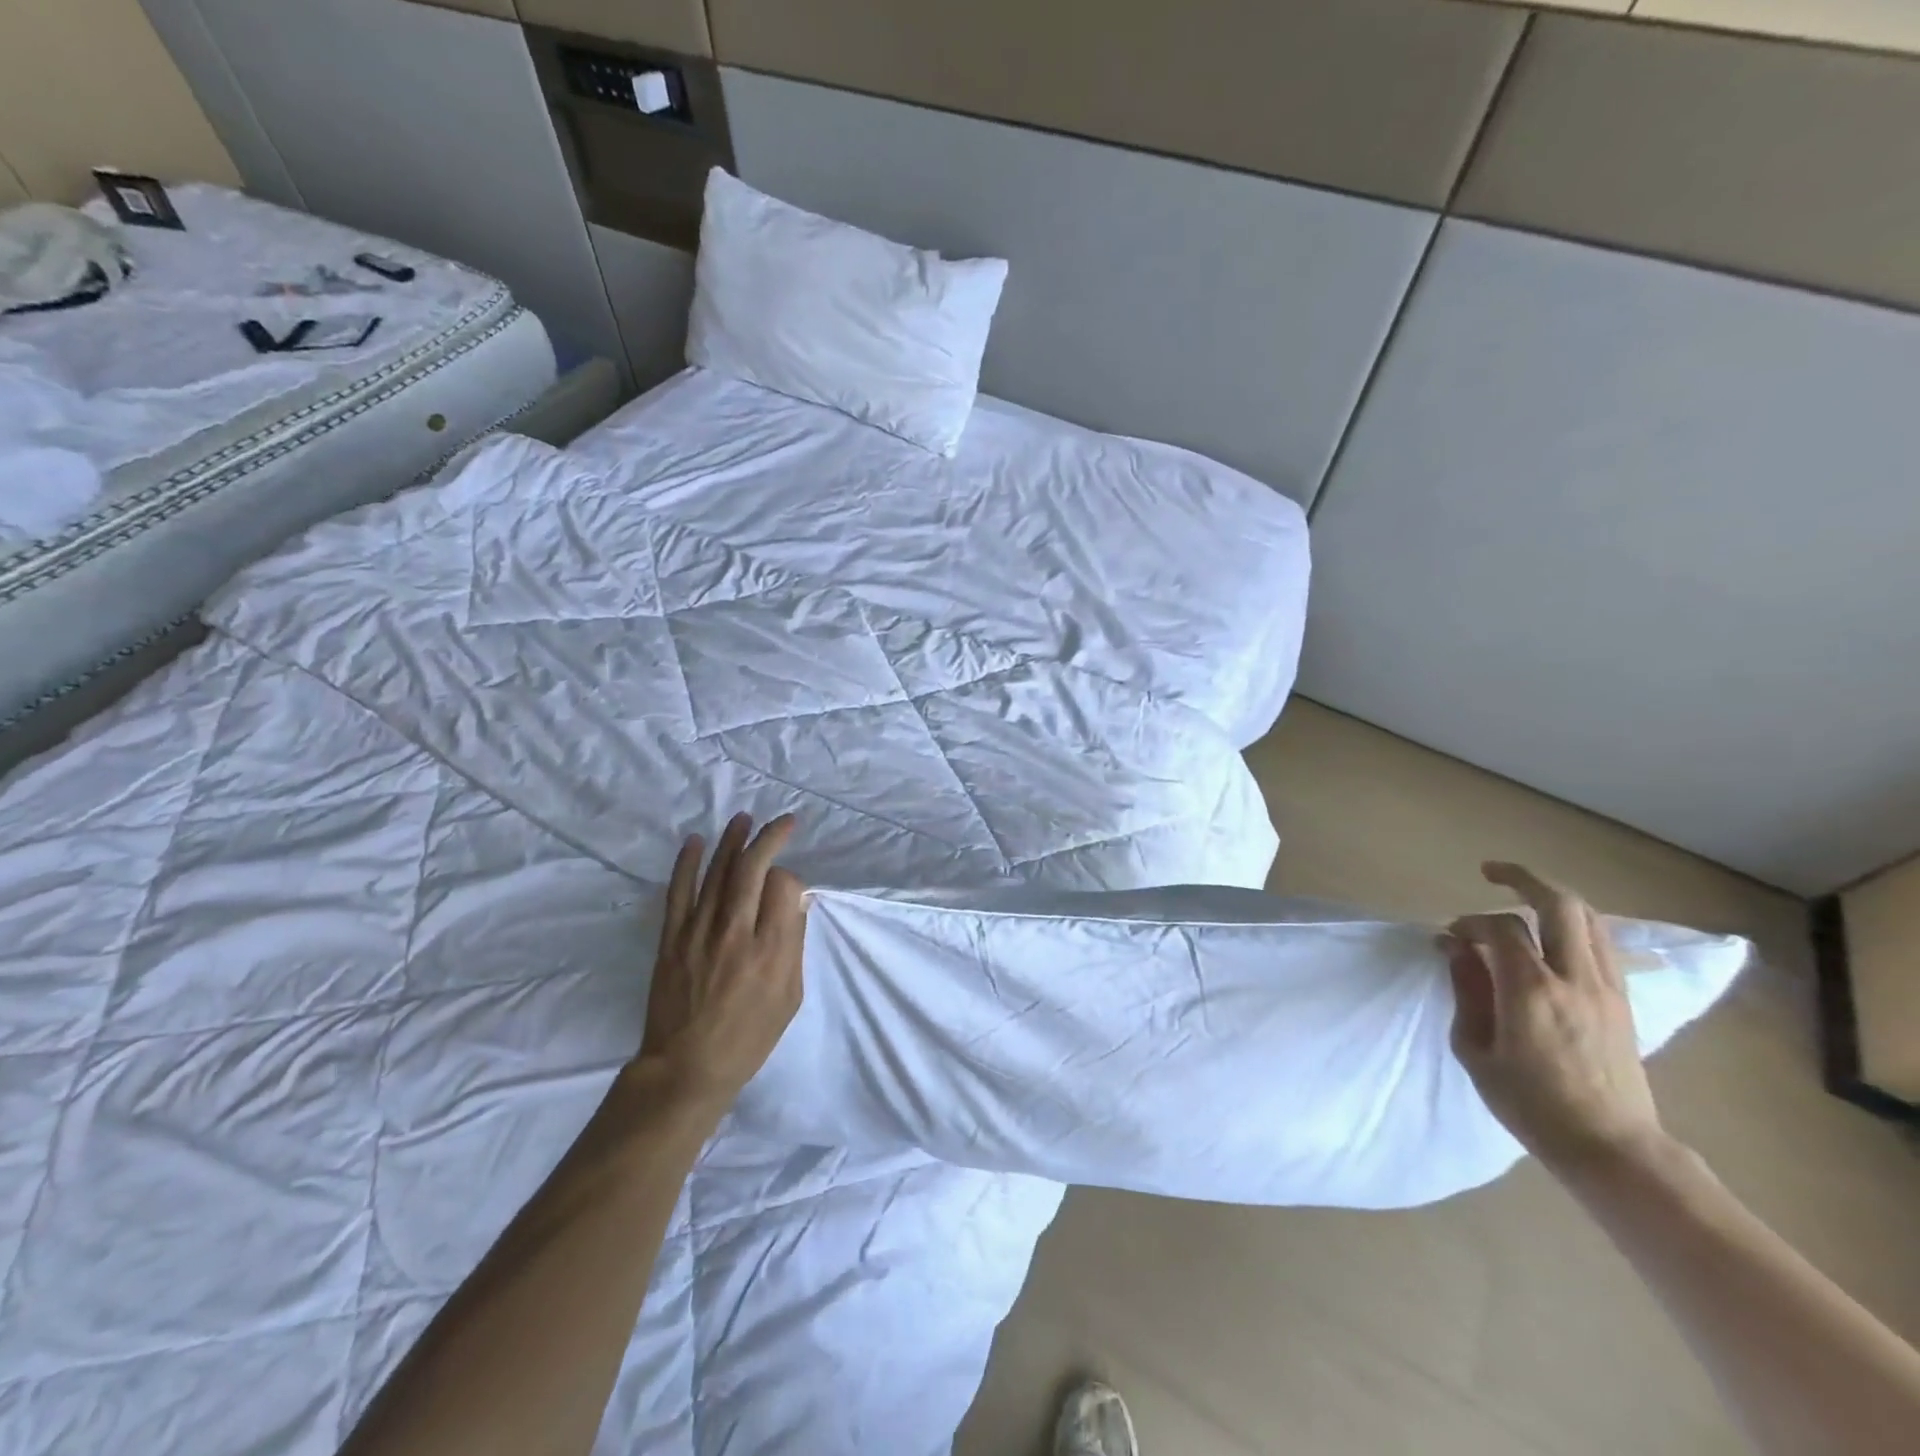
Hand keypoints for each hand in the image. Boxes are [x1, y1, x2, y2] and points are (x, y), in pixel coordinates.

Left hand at [638, 813, 807, 1111]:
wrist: (687, 1067)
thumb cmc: (749, 1037)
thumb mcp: (790, 996)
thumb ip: (793, 943)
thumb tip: (794, 901)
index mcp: (771, 949)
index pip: (783, 886)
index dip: (791, 878)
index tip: (790, 889)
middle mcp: (736, 931)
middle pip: (752, 868)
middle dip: (769, 837)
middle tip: (782, 822)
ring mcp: (699, 932)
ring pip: (718, 872)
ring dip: (732, 841)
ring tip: (744, 818)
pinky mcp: (672, 938)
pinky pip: (679, 891)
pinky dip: (687, 863)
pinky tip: (696, 841)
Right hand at [1445, 862, 1664, 1173]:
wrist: (1611, 1148)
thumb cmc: (1530, 1104)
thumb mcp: (1476, 1049)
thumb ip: (1467, 990)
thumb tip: (1455, 948)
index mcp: (1532, 990)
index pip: (1500, 928)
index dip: (1469, 922)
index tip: (1449, 936)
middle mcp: (1576, 978)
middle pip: (1559, 904)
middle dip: (1523, 878)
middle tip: (1491, 872)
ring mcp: (1607, 988)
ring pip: (1588, 918)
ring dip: (1552, 898)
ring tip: (1522, 896)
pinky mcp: (1623, 1001)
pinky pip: (1602, 944)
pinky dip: (1575, 925)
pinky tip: (1553, 934)